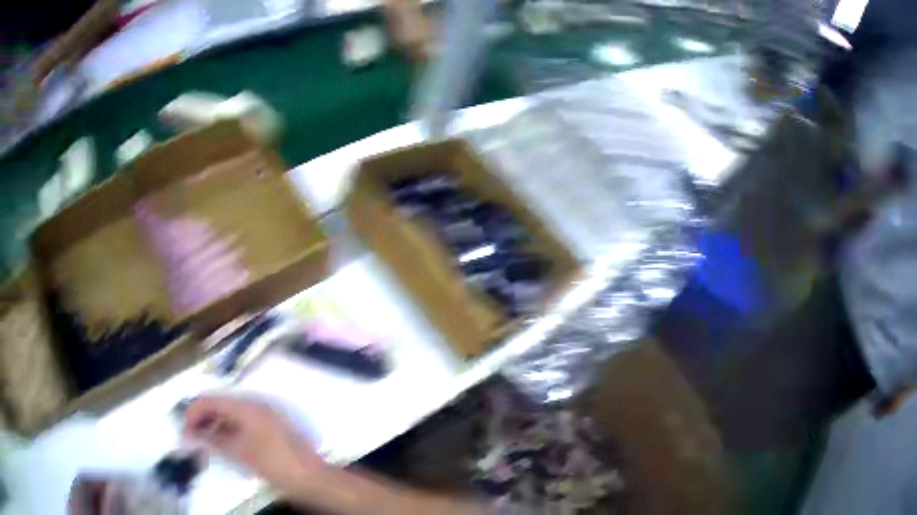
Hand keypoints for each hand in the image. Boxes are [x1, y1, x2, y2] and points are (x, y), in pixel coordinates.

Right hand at [182, 395, 326, 494]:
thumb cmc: (275, 464)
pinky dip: (229, 429)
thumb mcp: (240, 453)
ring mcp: (263, 414)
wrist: (312, 478)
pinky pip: (242, 421)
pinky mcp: (269, 426)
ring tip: (204, 443)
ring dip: (214, 425)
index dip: (192, 414)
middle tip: (191, 439)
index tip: (184, 433)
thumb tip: (194, 434)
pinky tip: (223, 443)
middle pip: (219, 404)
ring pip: (230, 413)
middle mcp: (254, 404)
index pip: (209, 400)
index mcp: (246, 406)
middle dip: (202, 419)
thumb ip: (214, 440)